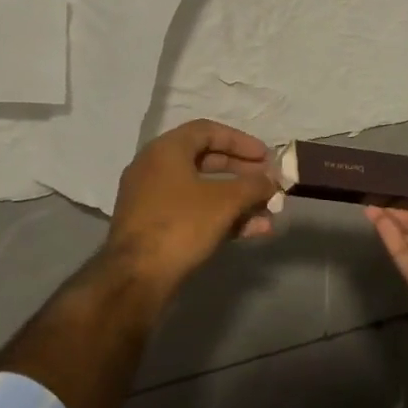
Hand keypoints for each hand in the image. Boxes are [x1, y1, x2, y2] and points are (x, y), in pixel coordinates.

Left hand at [106, 119, 276, 290]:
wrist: (136, 277)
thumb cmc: (181, 225)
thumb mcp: (225, 201)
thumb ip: (253, 185)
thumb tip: (271, 180)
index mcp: (166, 150)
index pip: (207, 131)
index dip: (241, 141)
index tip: (266, 157)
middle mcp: (154, 168)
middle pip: (206, 161)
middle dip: (242, 173)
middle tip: (268, 184)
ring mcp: (151, 199)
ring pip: (202, 191)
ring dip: (237, 200)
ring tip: (267, 214)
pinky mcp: (154, 227)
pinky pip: (193, 212)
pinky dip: (220, 217)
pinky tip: (251, 231)